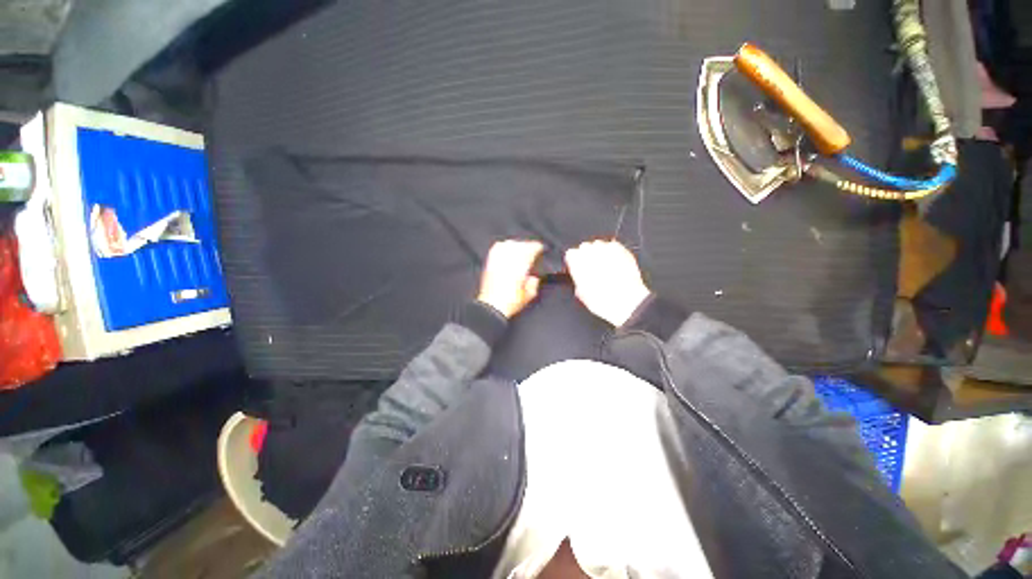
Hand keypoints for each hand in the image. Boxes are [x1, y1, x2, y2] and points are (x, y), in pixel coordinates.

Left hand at [477, 240, 544, 317]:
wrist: (492, 306)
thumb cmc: (511, 302)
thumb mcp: (529, 295)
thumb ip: (534, 283)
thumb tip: (534, 277)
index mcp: (521, 266)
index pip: (531, 249)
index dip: (537, 247)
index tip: (541, 249)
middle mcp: (509, 260)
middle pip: (521, 245)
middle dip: (528, 246)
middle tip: (533, 249)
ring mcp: (498, 260)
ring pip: (509, 244)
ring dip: (517, 244)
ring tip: (521, 248)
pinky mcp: (490, 263)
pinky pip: (497, 248)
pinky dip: (503, 246)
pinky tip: (506, 247)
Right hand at [565, 240, 650, 325]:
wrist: (627, 301)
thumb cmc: (603, 299)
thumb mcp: (582, 294)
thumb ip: (578, 280)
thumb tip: (580, 280)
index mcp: (576, 260)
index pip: (570, 254)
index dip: (574, 263)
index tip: (577, 270)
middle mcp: (590, 250)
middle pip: (584, 248)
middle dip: (587, 257)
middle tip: (592, 271)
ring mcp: (606, 248)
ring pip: (599, 246)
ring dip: (600, 254)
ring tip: (605, 268)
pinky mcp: (622, 249)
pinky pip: (614, 247)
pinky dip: (613, 254)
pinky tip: (615, 265)